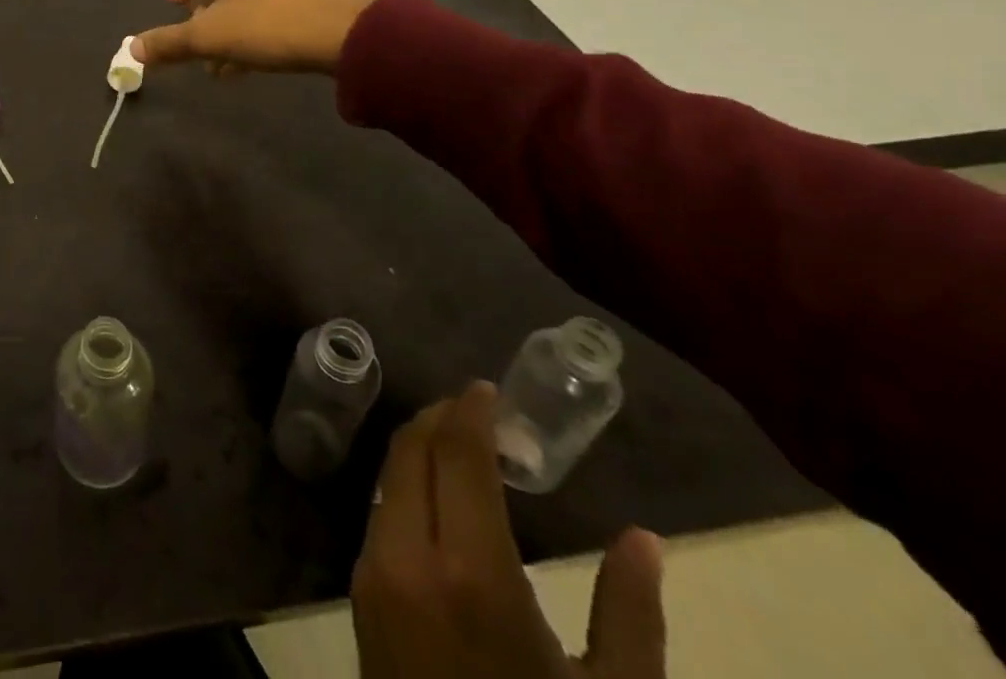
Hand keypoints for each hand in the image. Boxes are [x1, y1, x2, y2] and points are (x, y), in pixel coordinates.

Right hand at [131, 0, 376, 74]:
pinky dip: (264, 10)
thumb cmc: (270, 22)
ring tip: (230, 58)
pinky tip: (264, 50)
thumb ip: (169, 42)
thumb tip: (132, 51)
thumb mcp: (211, 36)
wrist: (352, 31)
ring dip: (235, 15)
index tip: (177, 12)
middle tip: (204, 40)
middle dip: (208, 8)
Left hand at [354, 382, 666, 678]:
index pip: (457, 455)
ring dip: (422, 451)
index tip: (489, 390)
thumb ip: (631, 615)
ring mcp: (373, 572)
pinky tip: (442, 501)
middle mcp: (406, 555)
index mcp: (469, 573)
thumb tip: (645, 540)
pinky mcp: (360, 594)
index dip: (470, 412)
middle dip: (442, 419)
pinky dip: (409, 488)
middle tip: (481, 412)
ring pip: (391, 477)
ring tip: (466, 449)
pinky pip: (382, 513)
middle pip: (412, 451)